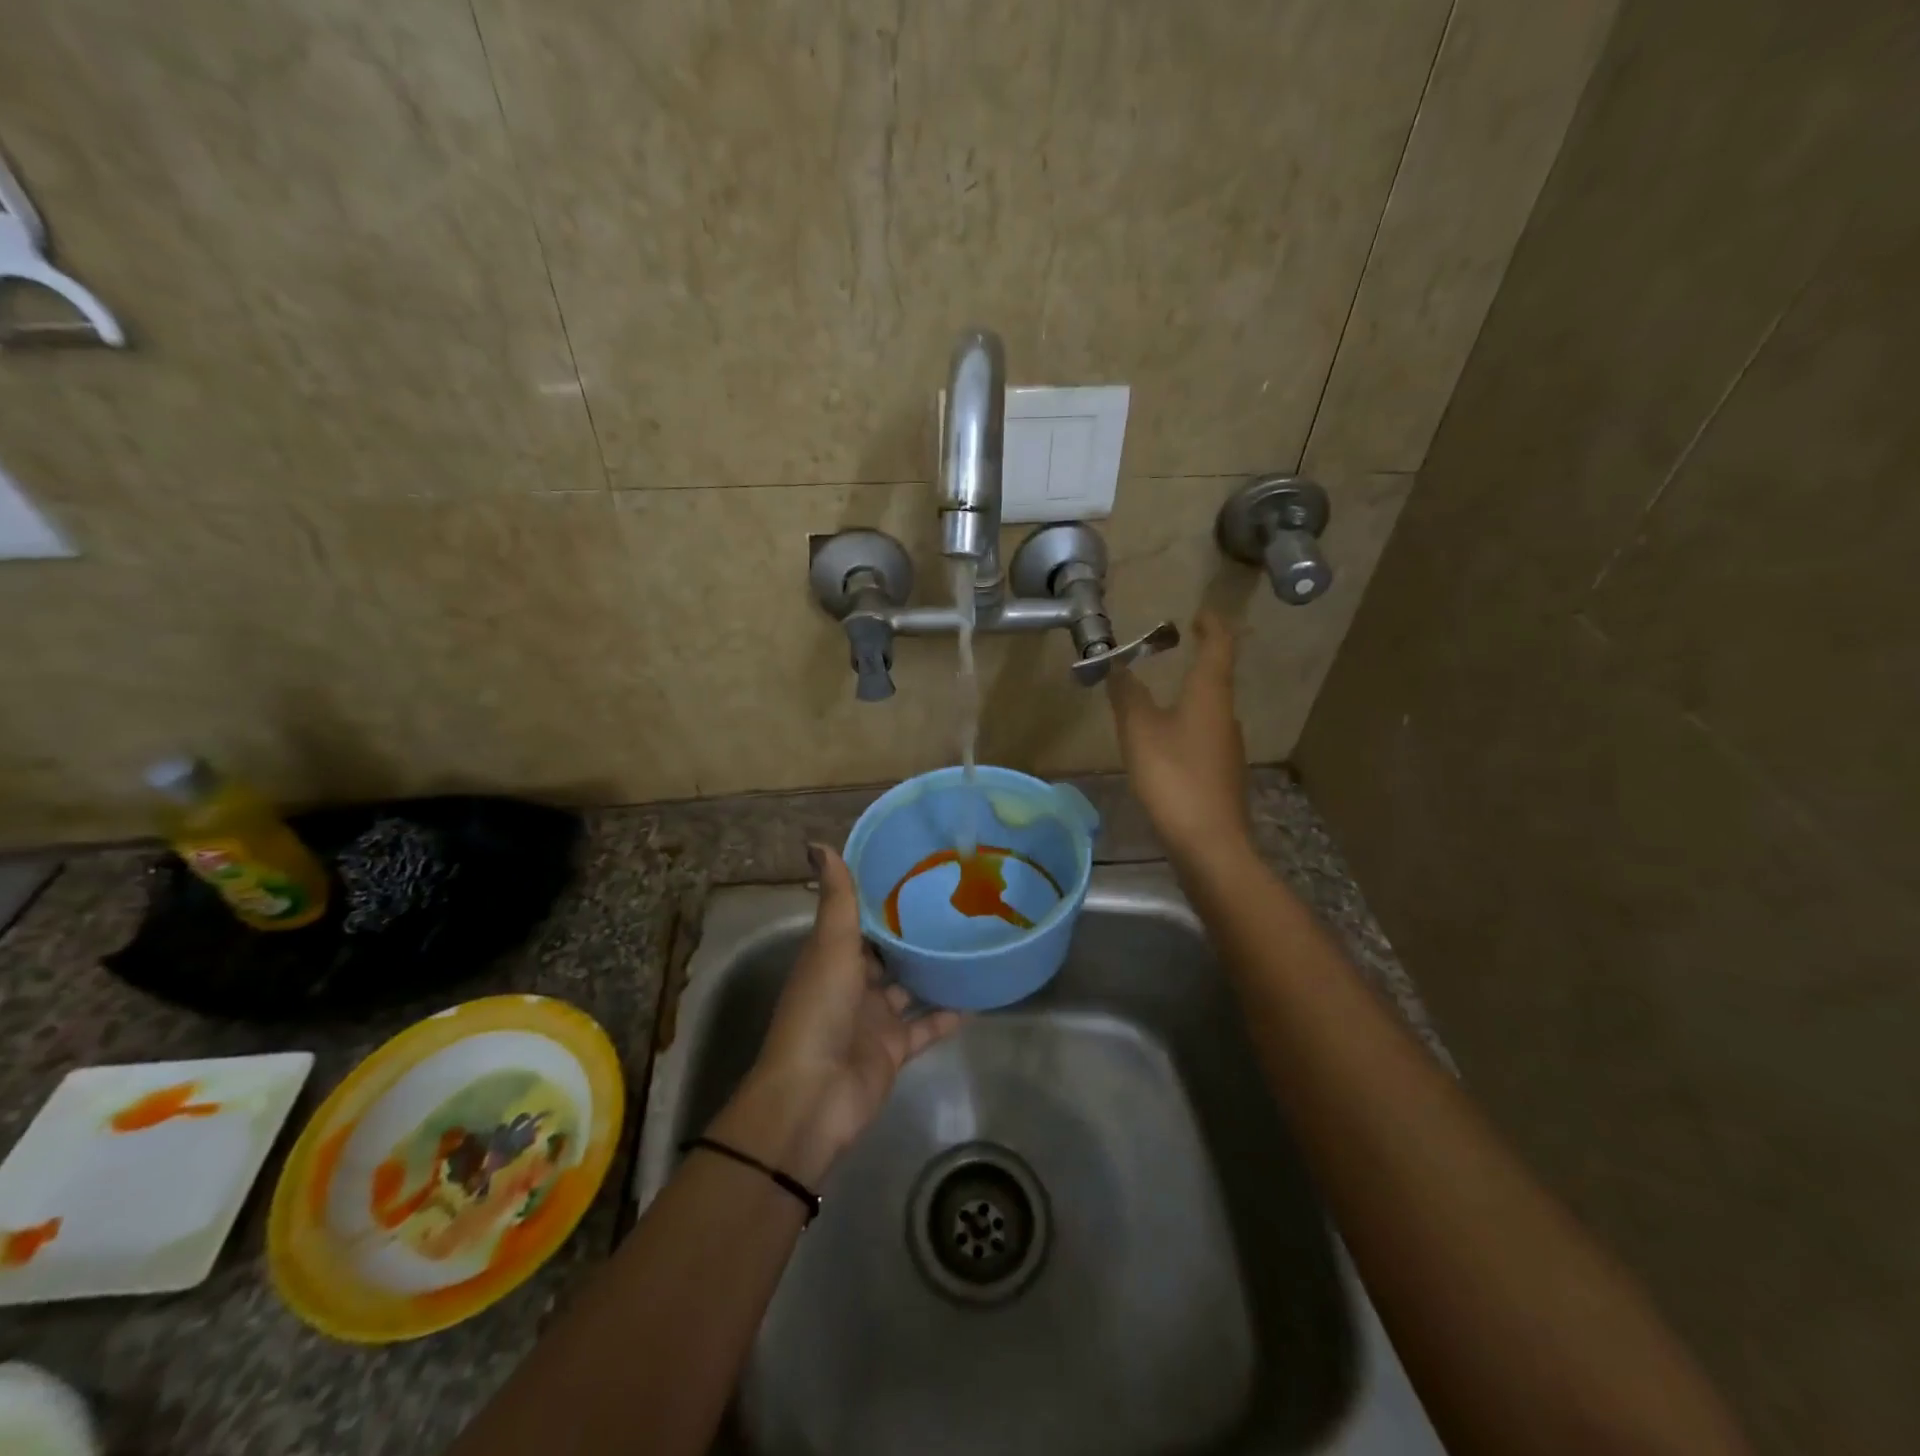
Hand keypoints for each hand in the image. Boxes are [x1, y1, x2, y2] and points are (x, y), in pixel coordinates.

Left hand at [711, 844, 961, 1186]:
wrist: (815, 1094)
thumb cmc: (819, 1010)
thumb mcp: (830, 945)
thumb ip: (836, 898)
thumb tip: (816, 843)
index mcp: (832, 957)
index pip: (859, 921)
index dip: (883, 898)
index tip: (917, 871)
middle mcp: (852, 984)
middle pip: (887, 954)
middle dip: (913, 933)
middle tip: (956, 902)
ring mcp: (875, 1019)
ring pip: (910, 988)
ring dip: (934, 971)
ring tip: (972, 941)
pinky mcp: (895, 1049)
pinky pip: (927, 1026)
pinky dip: (949, 1014)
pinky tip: (980, 994)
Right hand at [1106, 610, 1251, 856]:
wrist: (1209, 843)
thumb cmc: (1174, 777)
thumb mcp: (1139, 731)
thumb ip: (1127, 695)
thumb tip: (1116, 666)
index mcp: (1210, 695)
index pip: (1219, 646)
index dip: (1211, 625)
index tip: (1199, 613)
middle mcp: (1225, 716)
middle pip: (1216, 678)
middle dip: (1197, 659)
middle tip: (1168, 650)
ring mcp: (1228, 748)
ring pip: (1208, 710)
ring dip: (1189, 695)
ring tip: (1159, 697)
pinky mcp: (1221, 775)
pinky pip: (1202, 737)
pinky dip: (1185, 726)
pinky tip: (1164, 744)